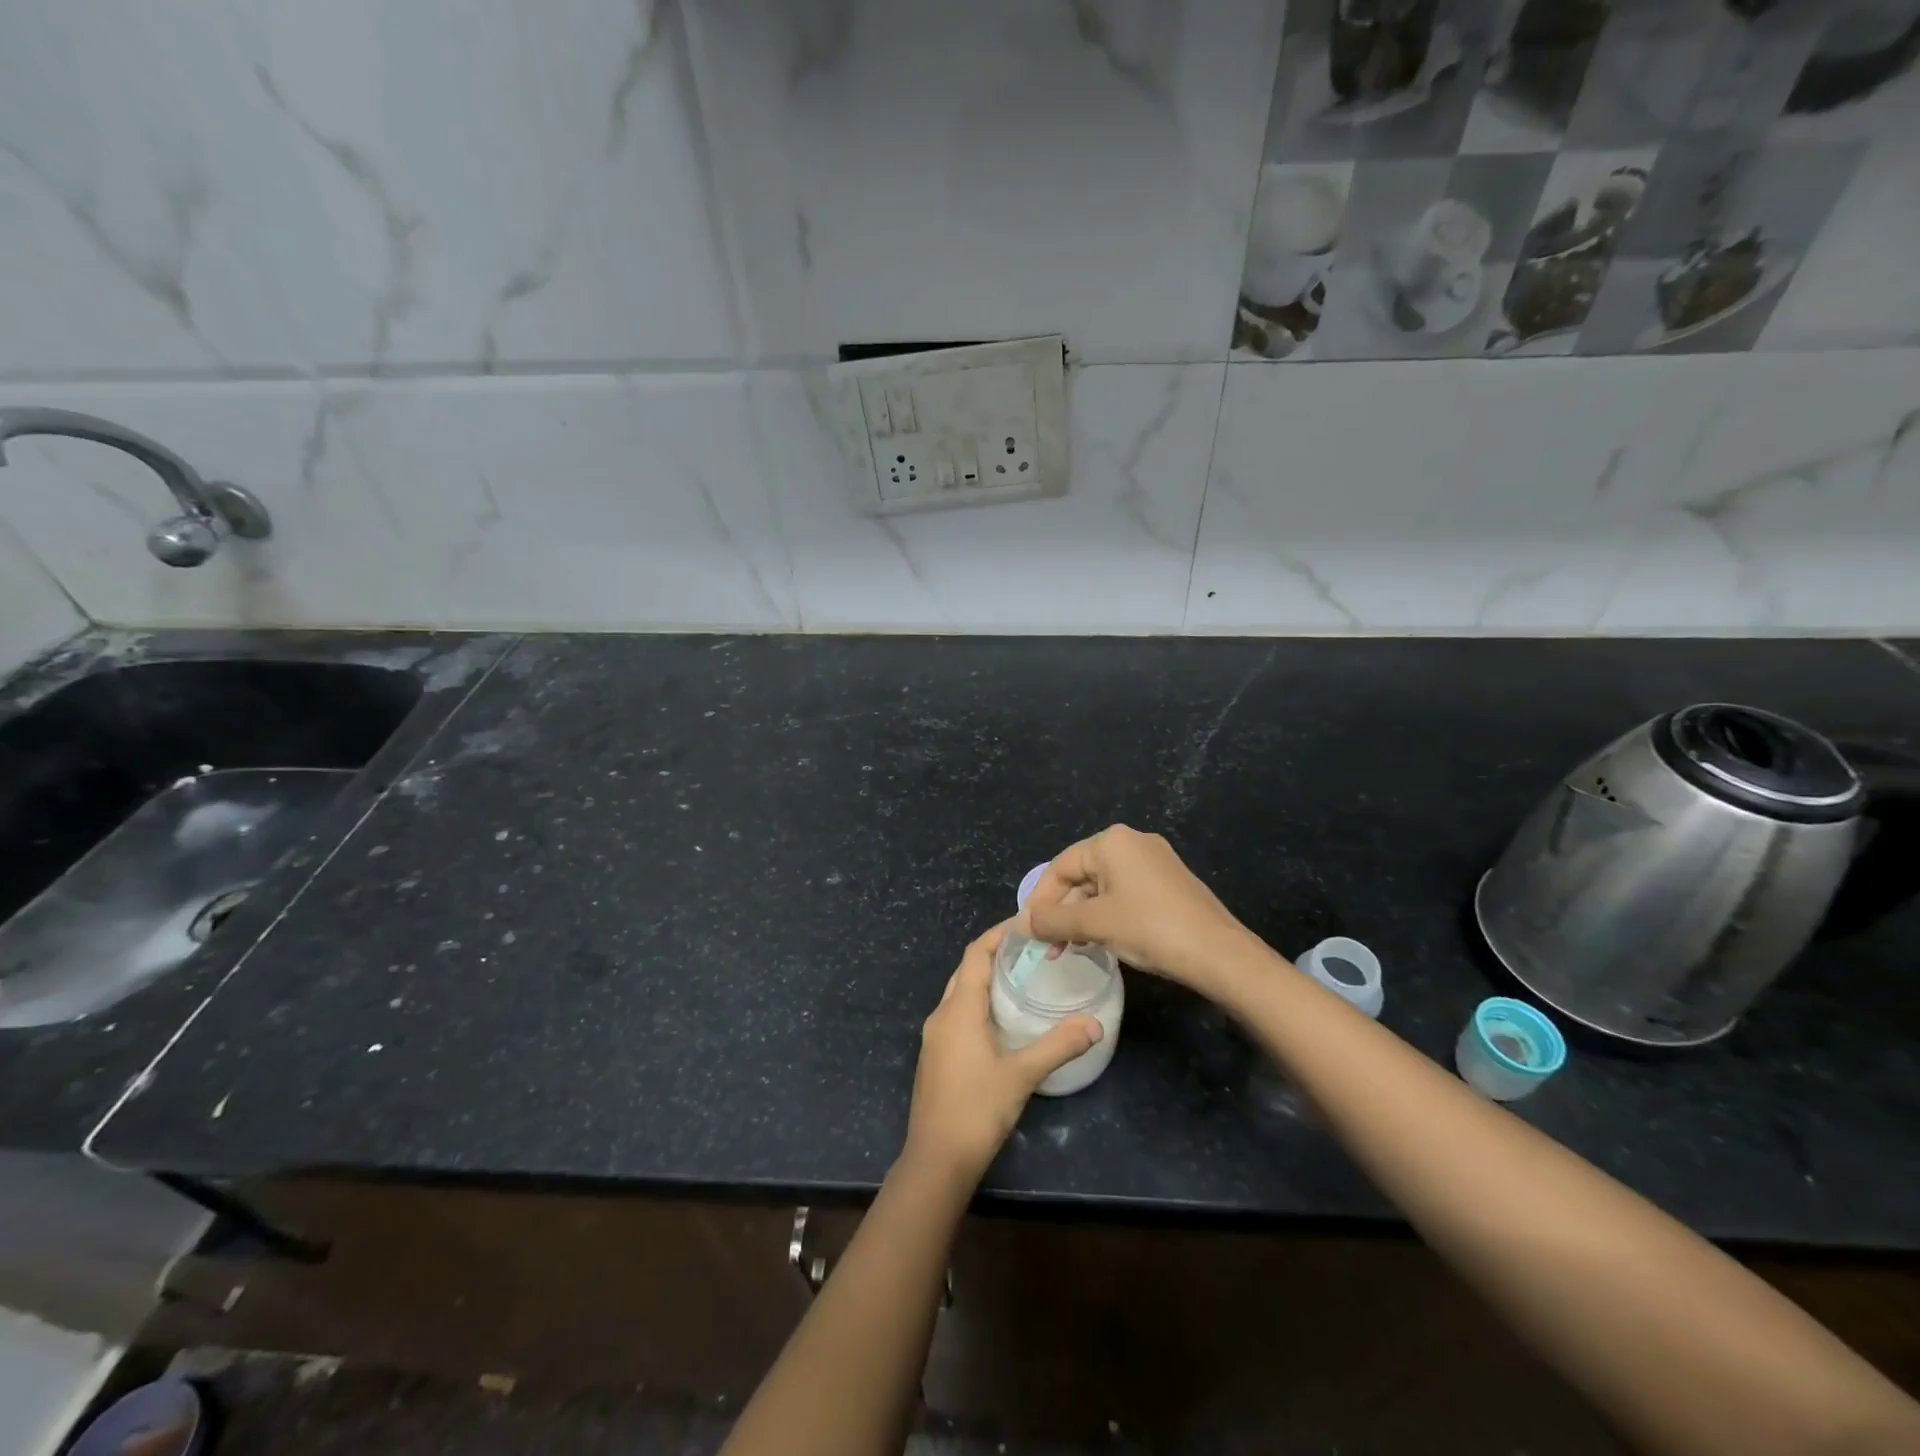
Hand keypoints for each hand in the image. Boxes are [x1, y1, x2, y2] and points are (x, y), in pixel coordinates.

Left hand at [902, 920, 1101, 1183]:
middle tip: (1032, 950)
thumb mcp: (1022, 1075)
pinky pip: (957, 1014)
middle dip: (995, 954)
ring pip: (960, 993)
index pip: (975, 954)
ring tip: (1022, 978)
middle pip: (967, 970)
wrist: (936, 1161)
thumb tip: (1095, 1023)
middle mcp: (942, 1015)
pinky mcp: (936, 1057)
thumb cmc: (976, 1110)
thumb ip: (1058, 1046)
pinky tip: (1003, 1019)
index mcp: (958, 1010)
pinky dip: (979, 1003)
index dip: (998, 934)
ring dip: (987, 979)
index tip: (1026, 924)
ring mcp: (935, 1037)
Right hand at [1024, 825, 1254, 998]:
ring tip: (1069, 950)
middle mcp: (1132, 843)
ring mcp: (1154, 863)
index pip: (1060, 867)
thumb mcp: (1094, 924)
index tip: (1029, 932)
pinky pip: (1124, 895)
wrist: (1219, 954)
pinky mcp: (1168, 884)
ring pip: (1101, 888)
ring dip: (1081, 918)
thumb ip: (1052, 920)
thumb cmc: (1150, 928)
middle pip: (1080, 876)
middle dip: (1061, 911)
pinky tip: (1100, 942)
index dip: (1040, 900)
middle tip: (1049, 946)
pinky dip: (1105, 916)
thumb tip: (1020, 923)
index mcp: (1112, 842)